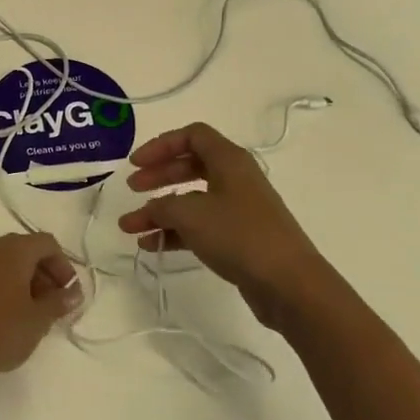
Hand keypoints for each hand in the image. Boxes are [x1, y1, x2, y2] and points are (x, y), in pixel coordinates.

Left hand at [0, 233, 80, 379]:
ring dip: (29, 279)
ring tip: (39, 310)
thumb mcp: (39, 318)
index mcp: (13, 250)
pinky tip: (16, 313)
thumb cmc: (3, 330)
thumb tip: (74, 293)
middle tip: (57, 301)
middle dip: (46, 272)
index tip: (69, 293)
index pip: (47, 243)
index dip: (64, 265)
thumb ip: (60, 301)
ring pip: (10, 262)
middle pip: (28, 249)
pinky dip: (10, 285)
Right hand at [118, 122, 334, 330]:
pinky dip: (176, 232)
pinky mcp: (239, 237)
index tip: (136, 164)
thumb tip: (150, 210)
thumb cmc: (239, 235)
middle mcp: (235, 178)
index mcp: (229, 160)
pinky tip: (152, 245)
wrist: (288, 283)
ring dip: (161, 211)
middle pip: (190, 166)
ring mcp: (239, 209)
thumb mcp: (191, 215)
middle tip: (132, 189)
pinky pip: (200, 225)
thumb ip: (162, 207)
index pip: (192, 136)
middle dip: (158, 176)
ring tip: (131, 227)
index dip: (161, 145)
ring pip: (192, 200)